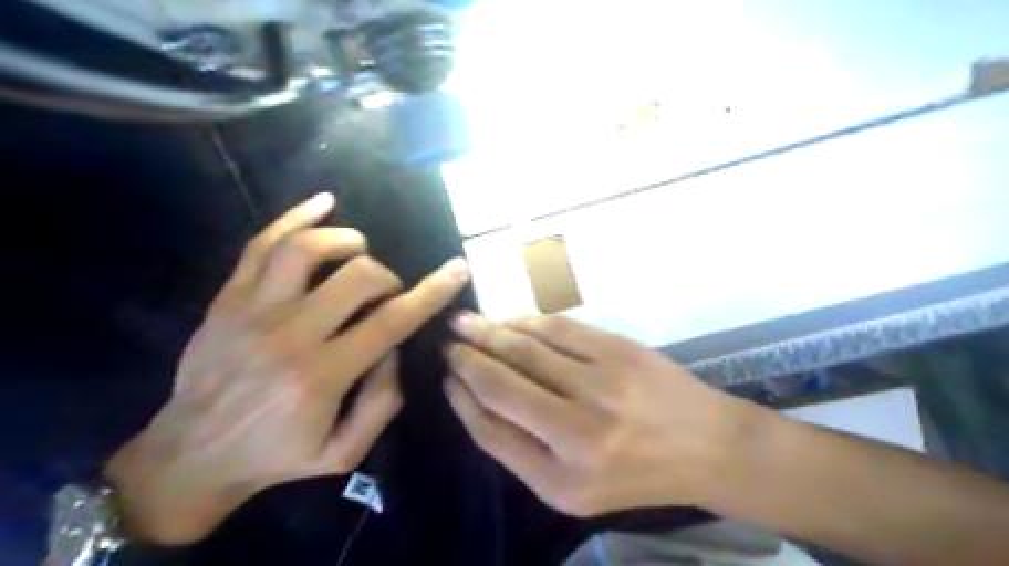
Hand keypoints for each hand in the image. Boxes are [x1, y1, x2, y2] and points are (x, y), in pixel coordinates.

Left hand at [109, 193, 470, 543]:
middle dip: (388, 278)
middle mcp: (289, 334)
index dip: (432, 291)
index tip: (458, 268)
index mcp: (323, 375)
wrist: (192, 455)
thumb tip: (394, 348)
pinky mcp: (229, 298)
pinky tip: (323, 203)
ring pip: (308, 248)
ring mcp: (253, 310)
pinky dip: (295, 216)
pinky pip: (261, 244)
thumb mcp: (344, 452)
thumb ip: (383, 402)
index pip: (392, 321)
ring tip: (360, 253)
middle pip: (357, 277)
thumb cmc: (278, 456)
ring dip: (347, 241)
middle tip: (386, 296)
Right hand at [444, 314, 752, 516]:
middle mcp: (577, 433)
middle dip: (466, 359)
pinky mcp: (619, 351)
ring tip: (464, 323)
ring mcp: (601, 385)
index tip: (446, 379)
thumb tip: (476, 399)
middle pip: (501, 384)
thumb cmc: (635, 474)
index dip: (461, 400)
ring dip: (488, 333)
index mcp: (561, 479)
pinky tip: (509, 321)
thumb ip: (522, 449)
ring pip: (525, 349)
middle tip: (447, 343)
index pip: (490, 431)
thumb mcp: (573, 488)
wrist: (706, 446)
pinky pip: (558, 330)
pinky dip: (526, 322)